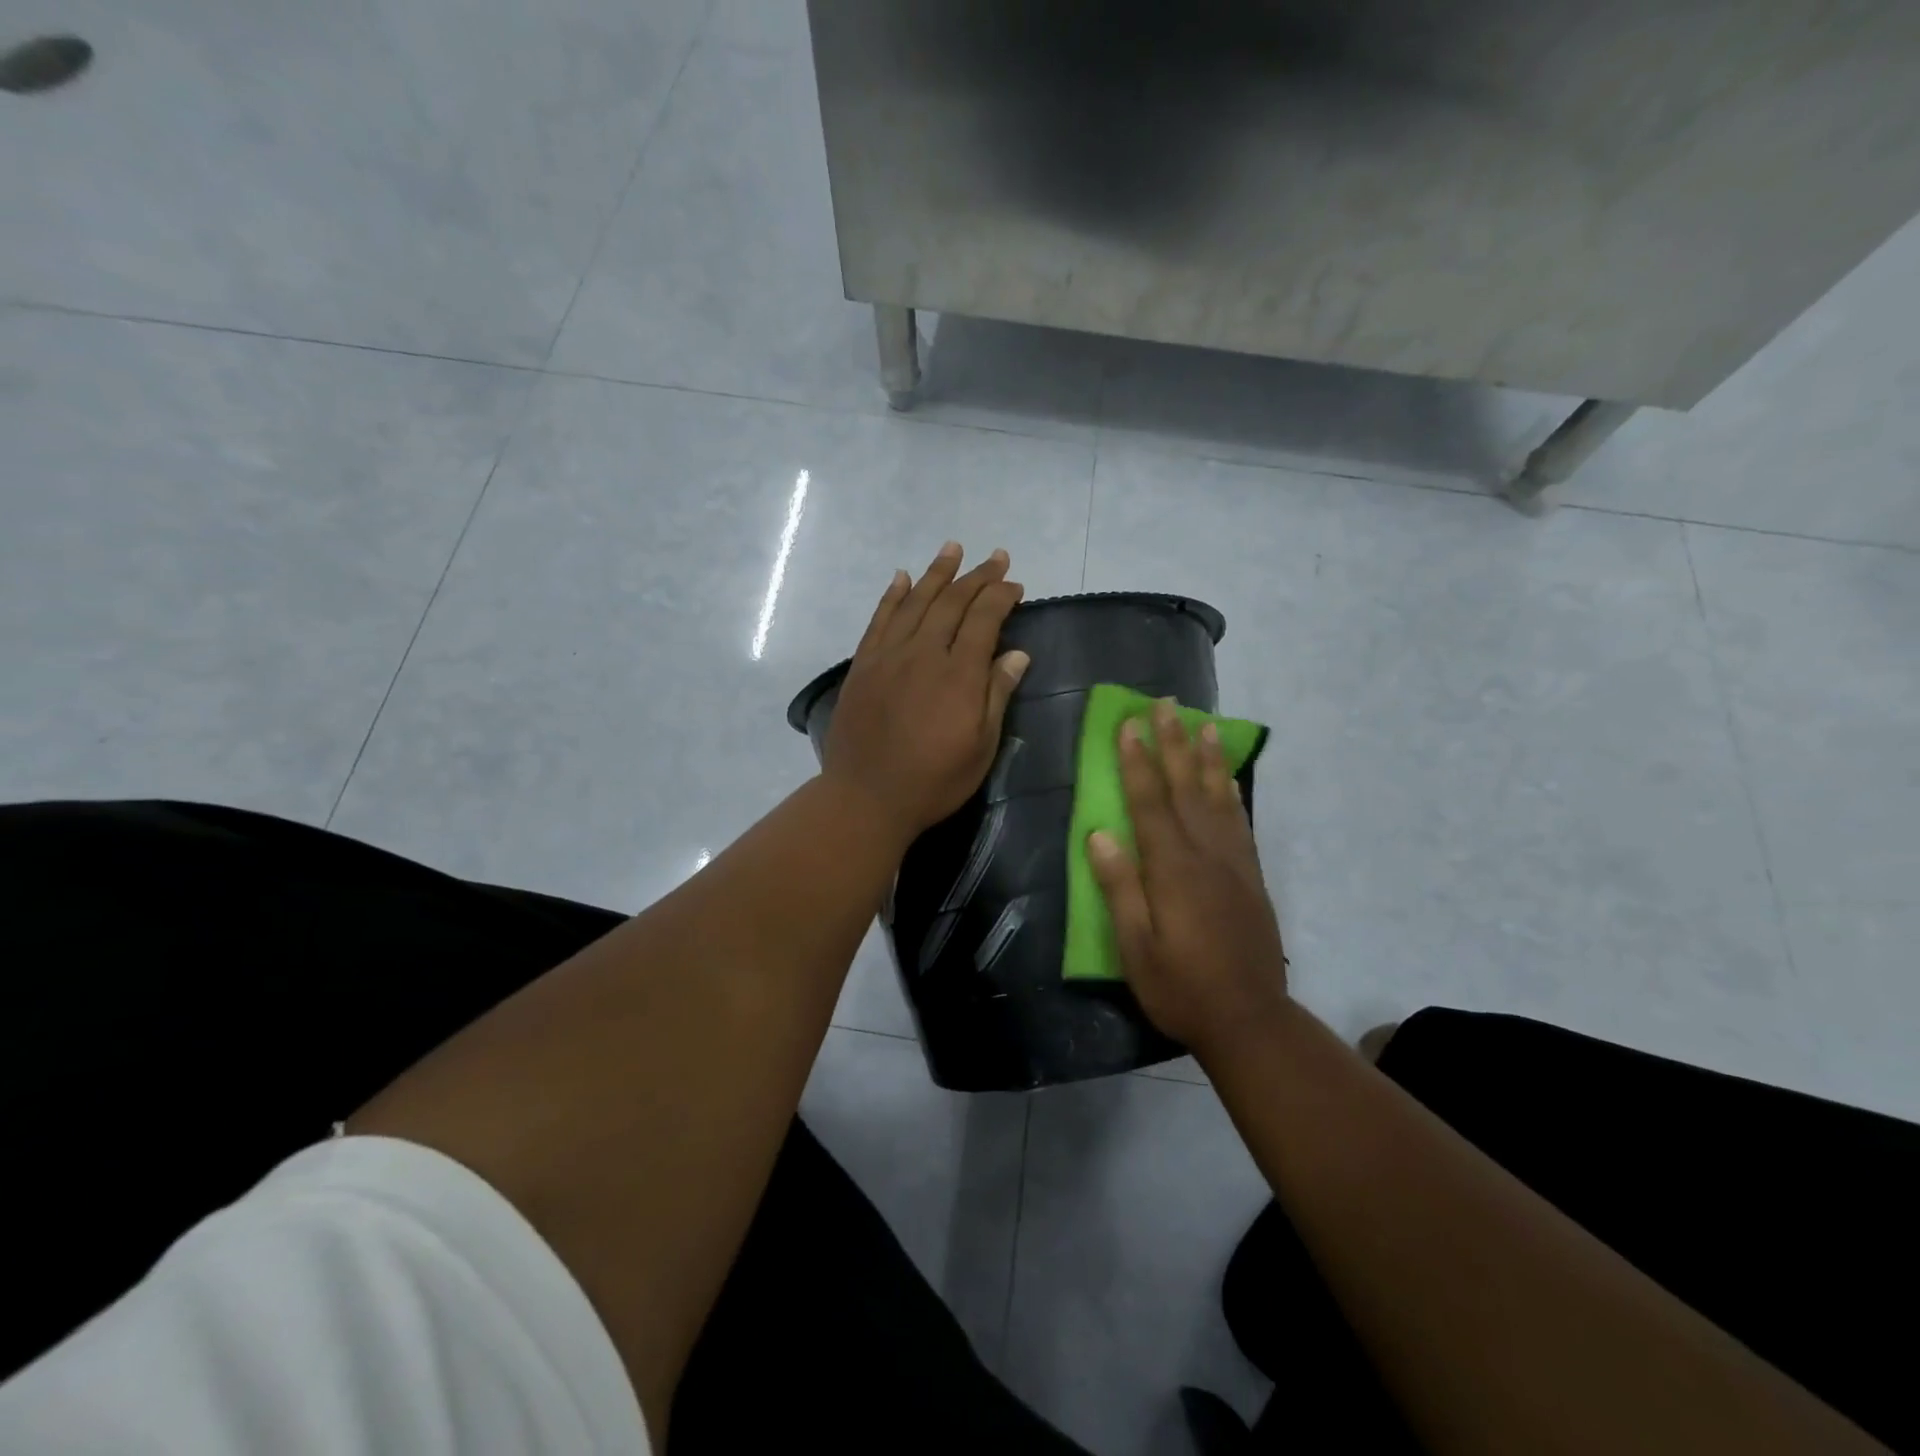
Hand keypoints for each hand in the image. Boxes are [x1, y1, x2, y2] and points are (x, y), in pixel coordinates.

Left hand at [823, 542, 1030, 847]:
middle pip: (952, 602)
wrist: (866, 797)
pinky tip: (901, 578)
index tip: (1015, 585)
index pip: (984, 619)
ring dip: (936, 573)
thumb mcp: (980, 747)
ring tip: (952, 548)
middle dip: (976, 576)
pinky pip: (880, 619)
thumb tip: (1016, 654)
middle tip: (995, 558)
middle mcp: (923, 653)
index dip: (1001, 596)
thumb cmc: (933, 780)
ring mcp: (889, 655)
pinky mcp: (864, 665)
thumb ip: (996, 695)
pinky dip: (892, 595)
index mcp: (959, 674)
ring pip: (915, 602)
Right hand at [1088, 698, 1289, 1053]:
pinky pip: (1240, 821)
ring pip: (1218, 797)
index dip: (1137, 762)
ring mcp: (1233, 863)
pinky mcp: (1251, 876)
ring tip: (1204, 724)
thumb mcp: (1136, 947)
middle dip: (1173, 743)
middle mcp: (1205, 855)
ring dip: (1207, 757)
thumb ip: (1119, 887)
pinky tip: (1227, 777)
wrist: (1250, 1019)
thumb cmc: (1180, 986)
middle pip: (1186, 788)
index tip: (1129, 724)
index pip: (1149, 803)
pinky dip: (1232, 791)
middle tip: (1167, 704)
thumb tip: (1098, 834)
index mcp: (1172, 870)